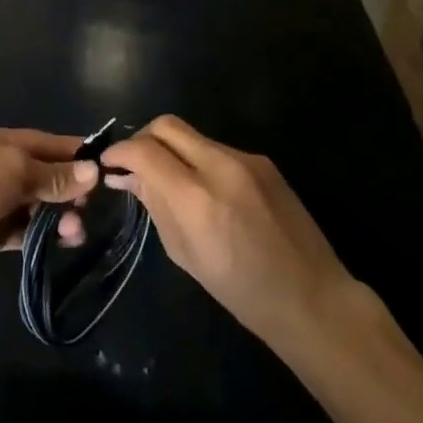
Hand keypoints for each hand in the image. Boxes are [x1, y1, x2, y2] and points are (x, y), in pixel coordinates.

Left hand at [0, 126, 96, 285]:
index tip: (101, 160)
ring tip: (76, 229)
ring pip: (34, 204)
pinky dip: (44, 233)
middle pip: (37, 173)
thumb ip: (53, 173)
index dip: (69, 150)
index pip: (38, 141)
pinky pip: (24, 230)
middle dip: (66, 186)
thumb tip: (93, 172)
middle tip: (91, 202)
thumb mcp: (14, 169)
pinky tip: (63, 239)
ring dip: (58, 214)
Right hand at [101, 116, 355, 348]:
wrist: (312, 298)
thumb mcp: (186, 255)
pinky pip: (218, 149)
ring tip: (169, 180)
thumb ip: (155, 206)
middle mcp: (221, 166)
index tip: (109, 163)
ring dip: (172, 149)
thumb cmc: (242, 292)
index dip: (120, 151)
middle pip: (167, 125)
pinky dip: (199, 160)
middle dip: (143, 138)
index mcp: (197, 198)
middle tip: (134, 163)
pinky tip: (206, 190)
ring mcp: (246, 159)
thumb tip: (127, 176)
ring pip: (193, 135)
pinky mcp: (263, 161)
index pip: (145, 150)